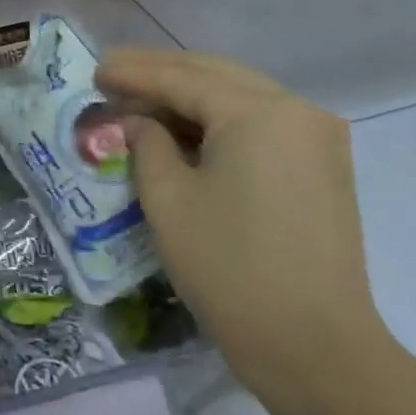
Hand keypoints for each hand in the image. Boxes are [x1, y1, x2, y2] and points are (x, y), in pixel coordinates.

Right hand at [95, 50, 392, 411]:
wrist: (311, 344)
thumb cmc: (228, 266)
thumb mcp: (167, 198)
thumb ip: (145, 143)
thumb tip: (137, 122)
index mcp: (259, 113)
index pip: (183, 78)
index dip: (133, 72)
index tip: (94, 70)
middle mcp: (297, 111)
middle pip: (216, 75)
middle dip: (161, 73)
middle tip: (112, 76)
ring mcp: (317, 139)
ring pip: (240, 96)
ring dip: (188, 95)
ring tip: (140, 101)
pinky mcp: (321, 167)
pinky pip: (260, 123)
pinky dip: (217, 119)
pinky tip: (183, 130)